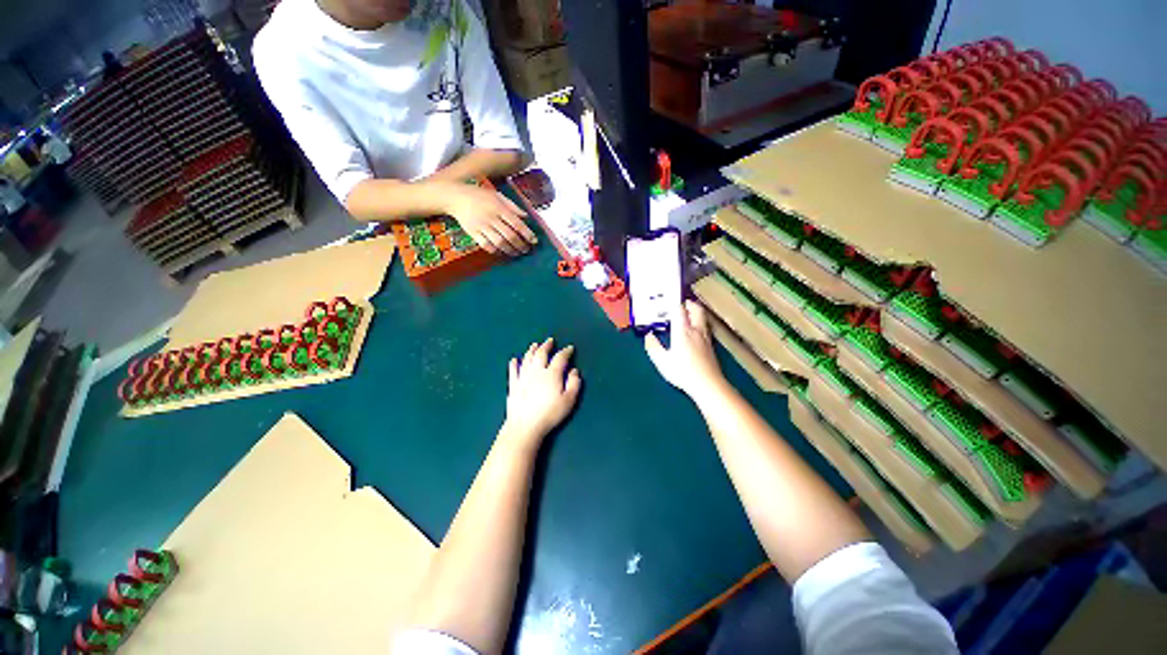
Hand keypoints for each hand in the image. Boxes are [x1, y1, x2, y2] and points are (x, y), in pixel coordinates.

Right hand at [443, 183, 537, 256]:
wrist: (455, 197)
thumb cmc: (479, 196)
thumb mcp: (497, 195)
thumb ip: (512, 206)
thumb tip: (526, 217)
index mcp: (499, 207)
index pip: (517, 224)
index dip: (527, 234)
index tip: (534, 241)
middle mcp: (491, 217)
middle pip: (510, 236)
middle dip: (521, 245)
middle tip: (527, 249)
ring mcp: (481, 226)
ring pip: (499, 243)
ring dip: (510, 250)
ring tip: (517, 253)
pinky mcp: (473, 233)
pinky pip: (486, 245)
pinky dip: (496, 251)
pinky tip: (502, 252)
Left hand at [502, 338, 581, 448]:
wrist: (525, 425)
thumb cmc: (550, 414)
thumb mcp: (569, 400)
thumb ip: (574, 383)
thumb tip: (574, 371)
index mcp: (552, 374)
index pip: (560, 358)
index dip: (565, 352)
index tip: (569, 348)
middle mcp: (537, 371)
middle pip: (541, 354)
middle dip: (546, 346)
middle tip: (550, 341)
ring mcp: (523, 377)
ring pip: (527, 359)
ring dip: (531, 350)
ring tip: (535, 345)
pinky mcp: (513, 385)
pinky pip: (513, 371)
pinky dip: (514, 364)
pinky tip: (514, 360)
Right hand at [645, 301, 725, 398]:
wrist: (708, 384)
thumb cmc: (682, 372)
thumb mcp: (661, 361)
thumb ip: (653, 347)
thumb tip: (648, 336)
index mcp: (682, 330)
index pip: (679, 309)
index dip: (673, 304)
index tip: (666, 305)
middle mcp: (696, 330)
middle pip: (696, 309)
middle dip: (688, 304)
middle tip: (681, 305)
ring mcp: (706, 338)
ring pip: (703, 318)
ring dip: (695, 313)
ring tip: (687, 316)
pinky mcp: (711, 346)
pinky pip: (705, 328)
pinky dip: (699, 324)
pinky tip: (694, 333)